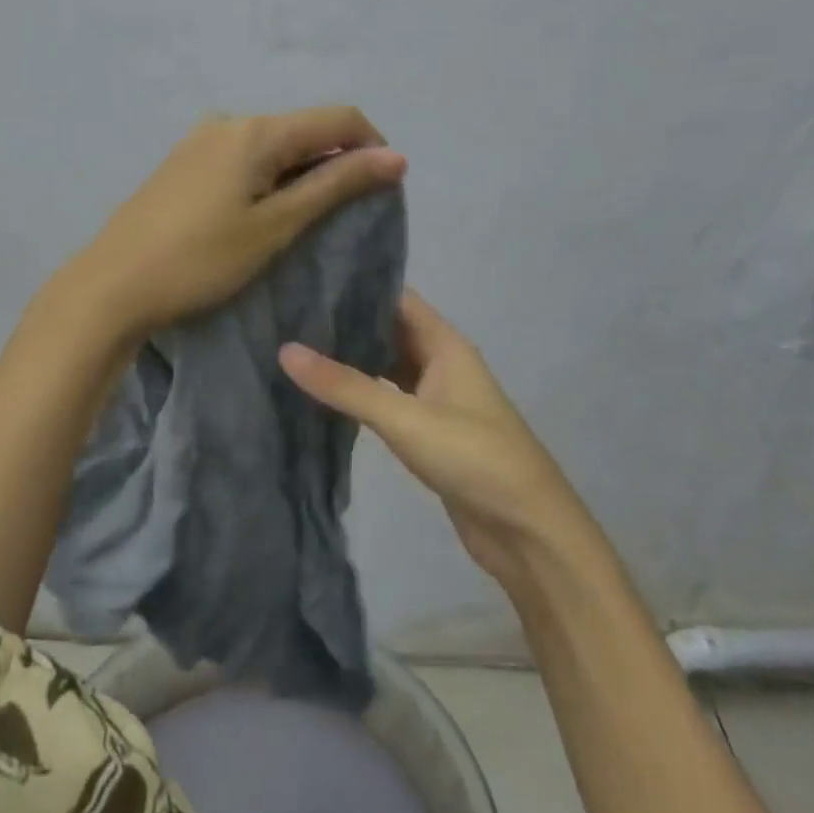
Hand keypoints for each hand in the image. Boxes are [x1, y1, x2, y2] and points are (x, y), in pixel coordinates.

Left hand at [70, 107, 406, 341]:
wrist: (114, 285)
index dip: (371, 147)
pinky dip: (267, 179)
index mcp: (257, 131)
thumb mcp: (276, 226)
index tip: (383, 191)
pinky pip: (243, 158)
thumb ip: (335, 186)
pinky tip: (258, 215)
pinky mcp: (184, 161)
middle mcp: (230, 121)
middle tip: (340, 218)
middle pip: (304, 130)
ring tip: (300, 222)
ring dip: (300, 174)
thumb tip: (396, 157)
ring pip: (273, 146)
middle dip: (334, 163)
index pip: (339, 118)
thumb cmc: (202, 260)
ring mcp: (201, 139)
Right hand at [279, 289, 583, 584]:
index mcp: (446, 345)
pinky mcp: (429, 432)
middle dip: (347, 323)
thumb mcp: (405, 418)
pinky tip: (327, 394)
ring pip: (387, 366)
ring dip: (352, 359)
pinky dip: (361, 393)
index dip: (357, 286)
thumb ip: (346, 386)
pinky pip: (389, 399)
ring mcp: (436, 399)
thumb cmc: (474, 458)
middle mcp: (441, 363)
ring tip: (298, 347)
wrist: (527, 531)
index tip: (307, 281)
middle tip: (290, 315)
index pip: (397, 299)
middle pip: (390, 330)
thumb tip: (286, 349)